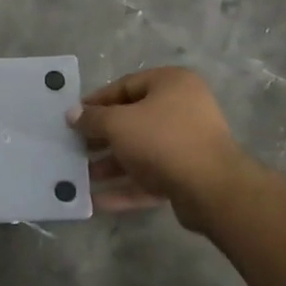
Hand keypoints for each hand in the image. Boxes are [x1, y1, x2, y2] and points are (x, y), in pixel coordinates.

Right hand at [69, 67, 252, 232]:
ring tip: (81, 177)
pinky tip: (97, 201)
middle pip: (133, 120)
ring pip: (141, 151)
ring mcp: (188, 144)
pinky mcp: (188, 175)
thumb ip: (93, 118)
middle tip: (75, 148)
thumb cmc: (162, 141)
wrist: (212, 189)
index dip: (96, 102)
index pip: (125, 86)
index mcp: (171, 84)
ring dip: (111, 164)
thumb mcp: (118, 124)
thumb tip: (73, 114)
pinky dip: (126, 187)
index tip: (73, 118)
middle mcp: (183, 109)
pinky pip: (151, 177)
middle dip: (101, 137)